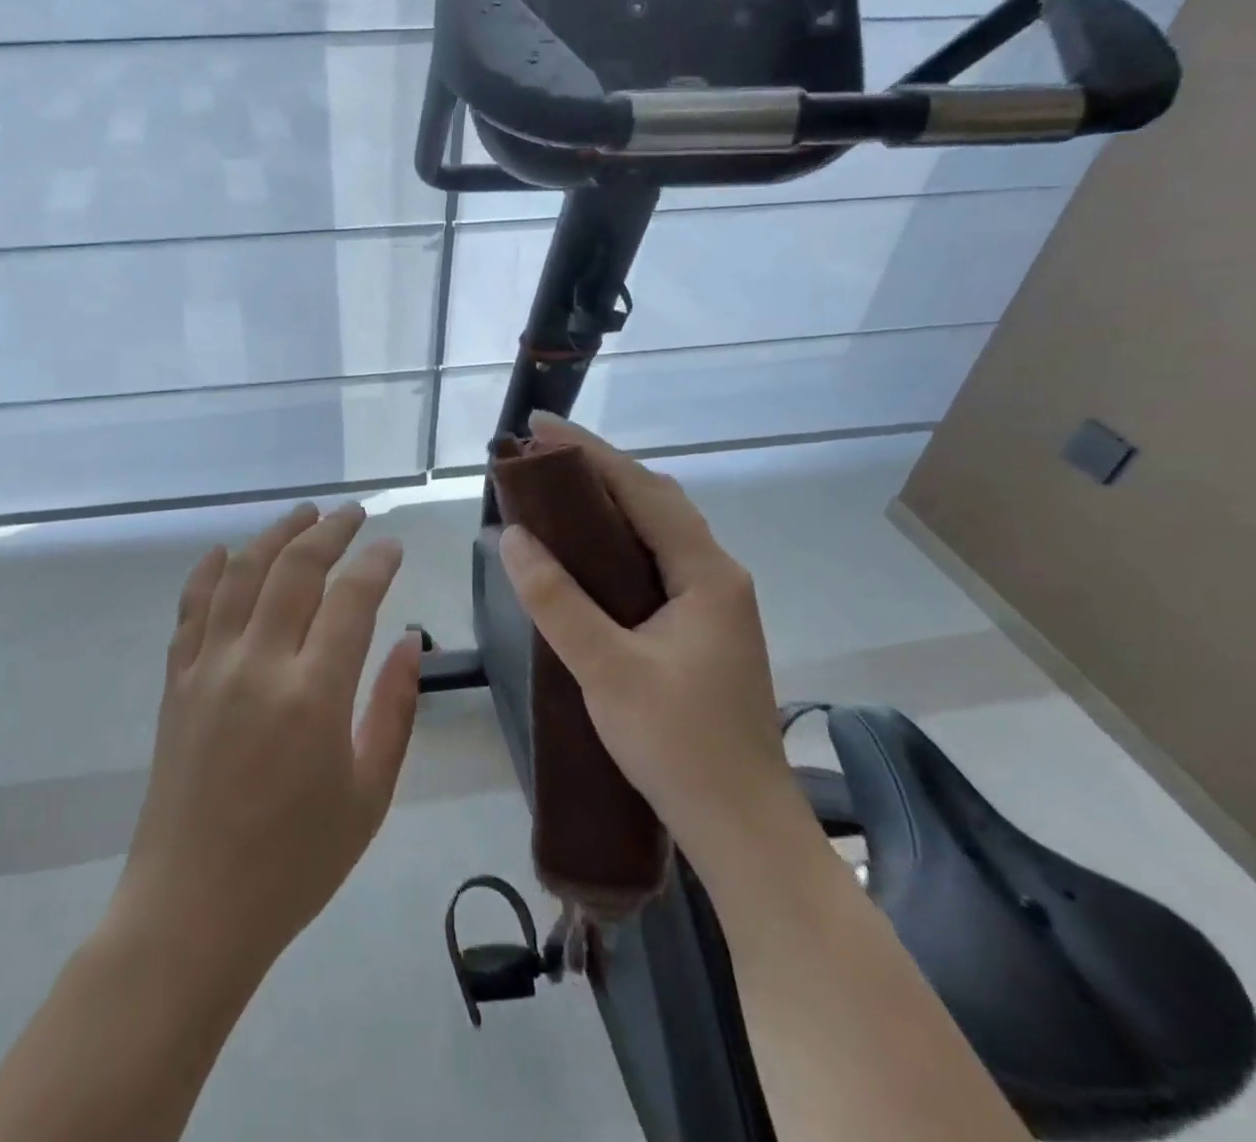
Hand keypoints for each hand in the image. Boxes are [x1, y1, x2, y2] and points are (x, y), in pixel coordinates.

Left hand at [113, 502, 422, 975]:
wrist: (194, 909)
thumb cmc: (295, 862)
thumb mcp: (369, 794)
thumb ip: (394, 708)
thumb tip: (408, 639)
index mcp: (313, 695)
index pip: (351, 598)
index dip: (375, 562)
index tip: (392, 545)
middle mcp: (258, 665)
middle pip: (294, 569)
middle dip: (328, 531)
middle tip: (352, 514)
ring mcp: (208, 668)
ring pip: (241, 574)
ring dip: (274, 535)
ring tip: (302, 514)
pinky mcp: (176, 682)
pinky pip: (191, 609)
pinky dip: (208, 572)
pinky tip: (224, 552)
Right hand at [496, 416, 797, 859]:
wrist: (742, 828)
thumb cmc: (679, 746)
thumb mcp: (607, 669)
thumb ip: (557, 600)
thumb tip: (512, 536)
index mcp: (706, 573)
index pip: (643, 489)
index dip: (590, 452)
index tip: (540, 427)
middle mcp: (715, 575)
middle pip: (654, 500)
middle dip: (597, 469)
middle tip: (539, 457)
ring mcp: (712, 603)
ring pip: (656, 530)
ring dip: (608, 502)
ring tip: (554, 491)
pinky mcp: (699, 628)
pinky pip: (653, 560)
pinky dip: (616, 539)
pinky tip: (584, 551)